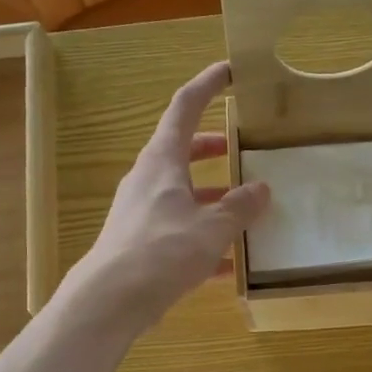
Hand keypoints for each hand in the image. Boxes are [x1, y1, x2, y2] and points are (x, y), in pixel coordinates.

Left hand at [70, 61, 269, 330]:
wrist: (110, 300)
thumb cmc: (162, 251)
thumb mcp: (211, 228)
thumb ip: (239, 208)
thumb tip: (261, 189)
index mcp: (162, 161)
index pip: (185, 107)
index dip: (208, 85)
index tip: (230, 71)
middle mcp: (148, 180)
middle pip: (182, 152)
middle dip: (212, 149)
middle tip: (240, 149)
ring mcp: (141, 213)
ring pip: (182, 195)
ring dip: (211, 198)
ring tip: (244, 212)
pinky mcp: (140, 245)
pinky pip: (178, 232)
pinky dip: (203, 239)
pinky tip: (228, 265)